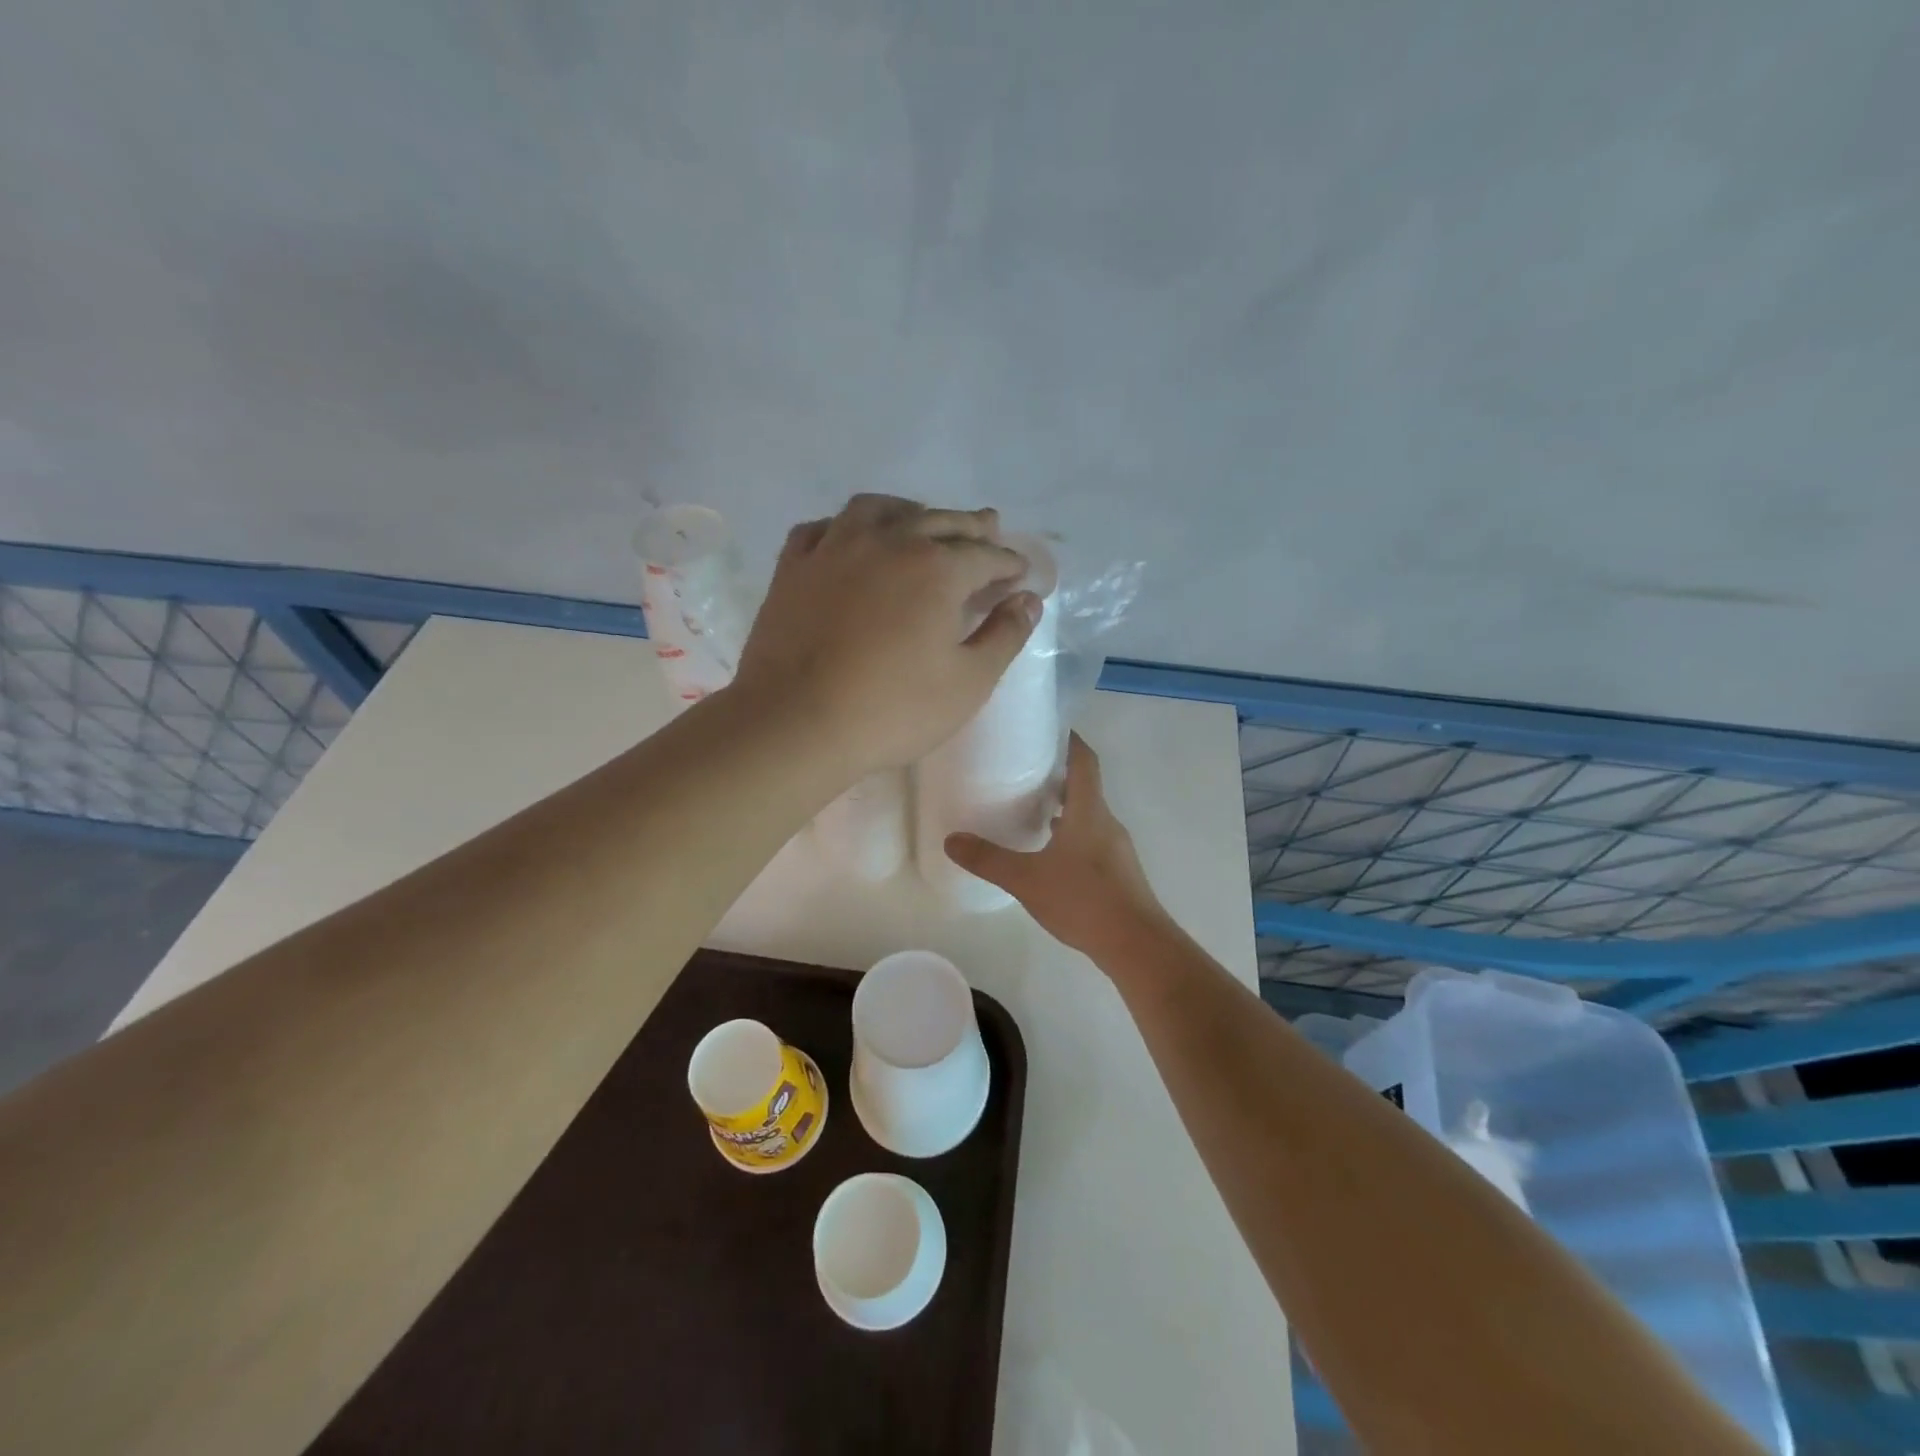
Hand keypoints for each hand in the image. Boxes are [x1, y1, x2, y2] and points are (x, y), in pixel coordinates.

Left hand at [732, 495, 1040, 776]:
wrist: (795, 723)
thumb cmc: (892, 710)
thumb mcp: (968, 683)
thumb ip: (1004, 635)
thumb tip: (1028, 599)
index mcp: (937, 568)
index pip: (986, 555)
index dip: (1009, 562)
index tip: (1020, 571)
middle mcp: (888, 542)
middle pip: (940, 521)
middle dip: (971, 526)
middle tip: (989, 528)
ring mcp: (834, 547)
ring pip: (879, 509)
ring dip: (910, 511)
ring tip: (923, 521)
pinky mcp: (793, 566)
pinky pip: (825, 527)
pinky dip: (848, 526)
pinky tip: (852, 538)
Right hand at [945, 734, 1173, 961]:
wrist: (1137, 945)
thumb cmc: (1083, 900)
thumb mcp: (1027, 879)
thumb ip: (988, 859)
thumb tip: (951, 840)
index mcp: (1089, 811)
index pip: (1084, 761)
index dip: (1070, 741)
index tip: (1049, 729)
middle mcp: (1106, 823)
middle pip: (1085, 788)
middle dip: (1058, 777)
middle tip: (1025, 772)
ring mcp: (1116, 850)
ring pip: (1088, 817)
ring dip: (1065, 810)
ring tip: (1032, 813)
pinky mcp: (1119, 874)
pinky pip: (1092, 842)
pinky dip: (1072, 838)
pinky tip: (1051, 857)